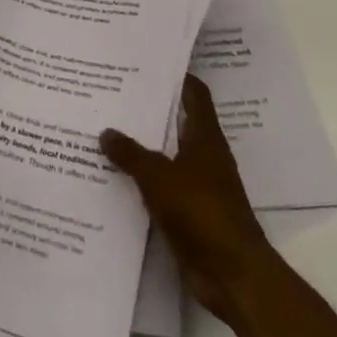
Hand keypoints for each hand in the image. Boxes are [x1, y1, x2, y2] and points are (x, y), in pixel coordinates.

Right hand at [101, 74, 266, 314]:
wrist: (233, 276)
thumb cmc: (202, 213)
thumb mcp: (159, 177)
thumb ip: (131, 153)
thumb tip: (106, 131)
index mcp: (205, 138)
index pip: (194, 94)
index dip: (176, 76)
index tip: (147, 61)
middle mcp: (203, 156)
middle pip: (175, 123)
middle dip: (147, 110)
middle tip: (111, 93)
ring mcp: (196, 186)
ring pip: (164, 155)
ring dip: (140, 146)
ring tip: (103, 129)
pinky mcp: (187, 213)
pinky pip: (158, 188)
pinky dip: (139, 180)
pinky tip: (111, 176)